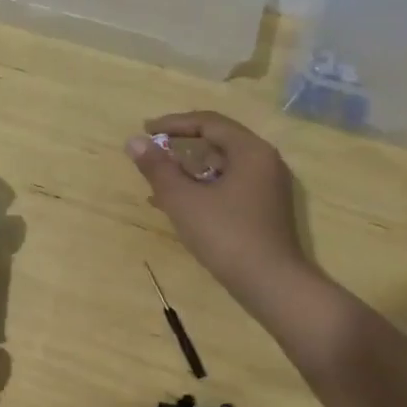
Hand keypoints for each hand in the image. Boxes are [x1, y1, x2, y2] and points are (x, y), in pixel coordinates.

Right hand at [127, 111, 309, 300]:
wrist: (271, 284)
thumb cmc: (226, 235)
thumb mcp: (183, 200)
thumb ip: (157, 167)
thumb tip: (134, 141)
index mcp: (250, 151)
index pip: (208, 123)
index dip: (173, 123)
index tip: (145, 131)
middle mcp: (264, 161)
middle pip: (218, 141)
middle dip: (181, 145)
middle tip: (152, 151)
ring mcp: (268, 186)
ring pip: (223, 165)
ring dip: (189, 167)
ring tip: (160, 178)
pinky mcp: (265, 208)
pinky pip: (229, 184)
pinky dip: (203, 186)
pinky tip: (179, 203)